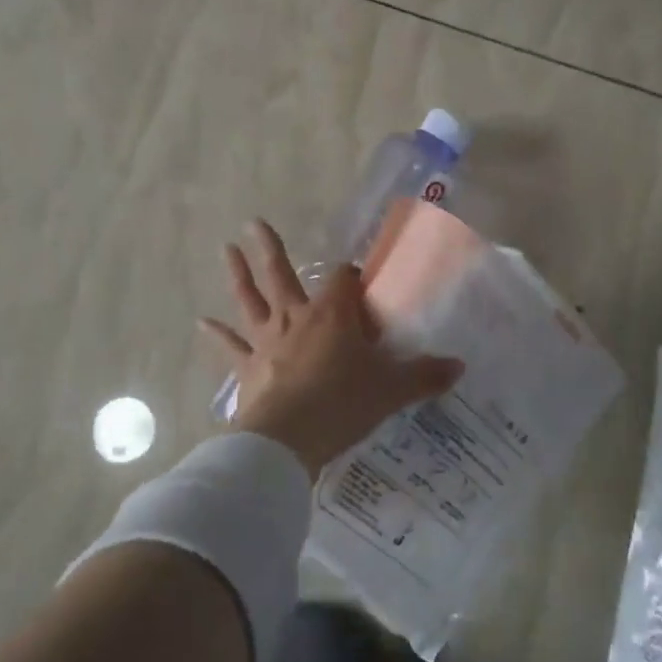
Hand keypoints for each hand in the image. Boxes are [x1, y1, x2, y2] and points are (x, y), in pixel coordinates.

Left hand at [199, 220, 462, 477]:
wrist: (289, 439)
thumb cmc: (343, 404)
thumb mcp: (392, 391)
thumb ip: (425, 376)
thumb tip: (460, 366)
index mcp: (333, 314)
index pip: (343, 278)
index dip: (351, 276)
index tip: (358, 282)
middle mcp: (296, 317)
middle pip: (281, 274)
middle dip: (269, 248)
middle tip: (253, 223)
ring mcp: (268, 341)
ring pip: (250, 300)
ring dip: (238, 275)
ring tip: (226, 250)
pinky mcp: (248, 368)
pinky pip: (231, 347)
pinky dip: (218, 335)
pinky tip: (202, 323)